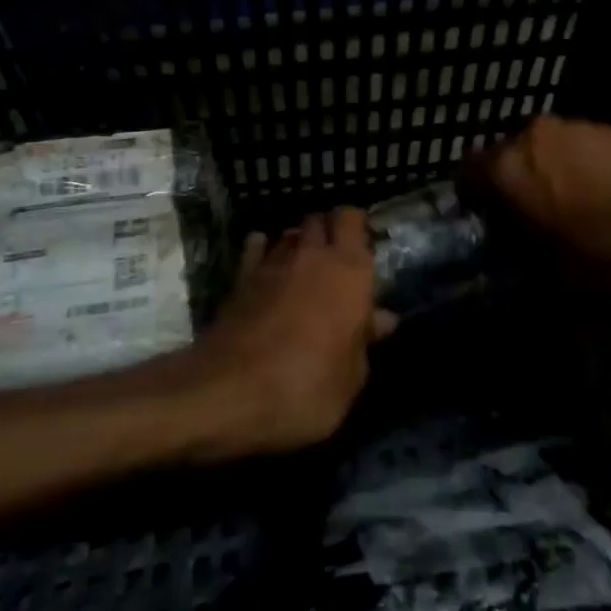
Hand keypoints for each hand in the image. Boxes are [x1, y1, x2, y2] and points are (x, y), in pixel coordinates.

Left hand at [194, 208, 395, 454]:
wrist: (229, 391)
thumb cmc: (307, 387)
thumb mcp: (351, 378)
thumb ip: (364, 342)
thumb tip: (381, 319)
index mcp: (350, 271)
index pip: (352, 219)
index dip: (356, 225)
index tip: (361, 244)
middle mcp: (313, 256)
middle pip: (320, 220)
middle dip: (327, 231)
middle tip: (335, 258)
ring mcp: (273, 263)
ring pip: (289, 234)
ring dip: (298, 244)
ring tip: (303, 266)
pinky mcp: (241, 278)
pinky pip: (256, 248)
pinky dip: (263, 250)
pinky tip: (267, 265)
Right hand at [466, 117, 610, 275]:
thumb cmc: (608, 246)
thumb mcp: (559, 275)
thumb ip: (526, 263)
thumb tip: (519, 262)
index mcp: (509, 169)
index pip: (466, 172)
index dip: (470, 197)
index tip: (483, 219)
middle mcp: (531, 137)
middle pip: (504, 156)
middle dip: (508, 183)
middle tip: (523, 215)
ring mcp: (569, 126)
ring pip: (539, 148)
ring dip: (542, 171)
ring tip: (564, 204)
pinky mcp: (603, 126)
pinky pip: (572, 145)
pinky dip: (574, 164)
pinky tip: (597, 192)